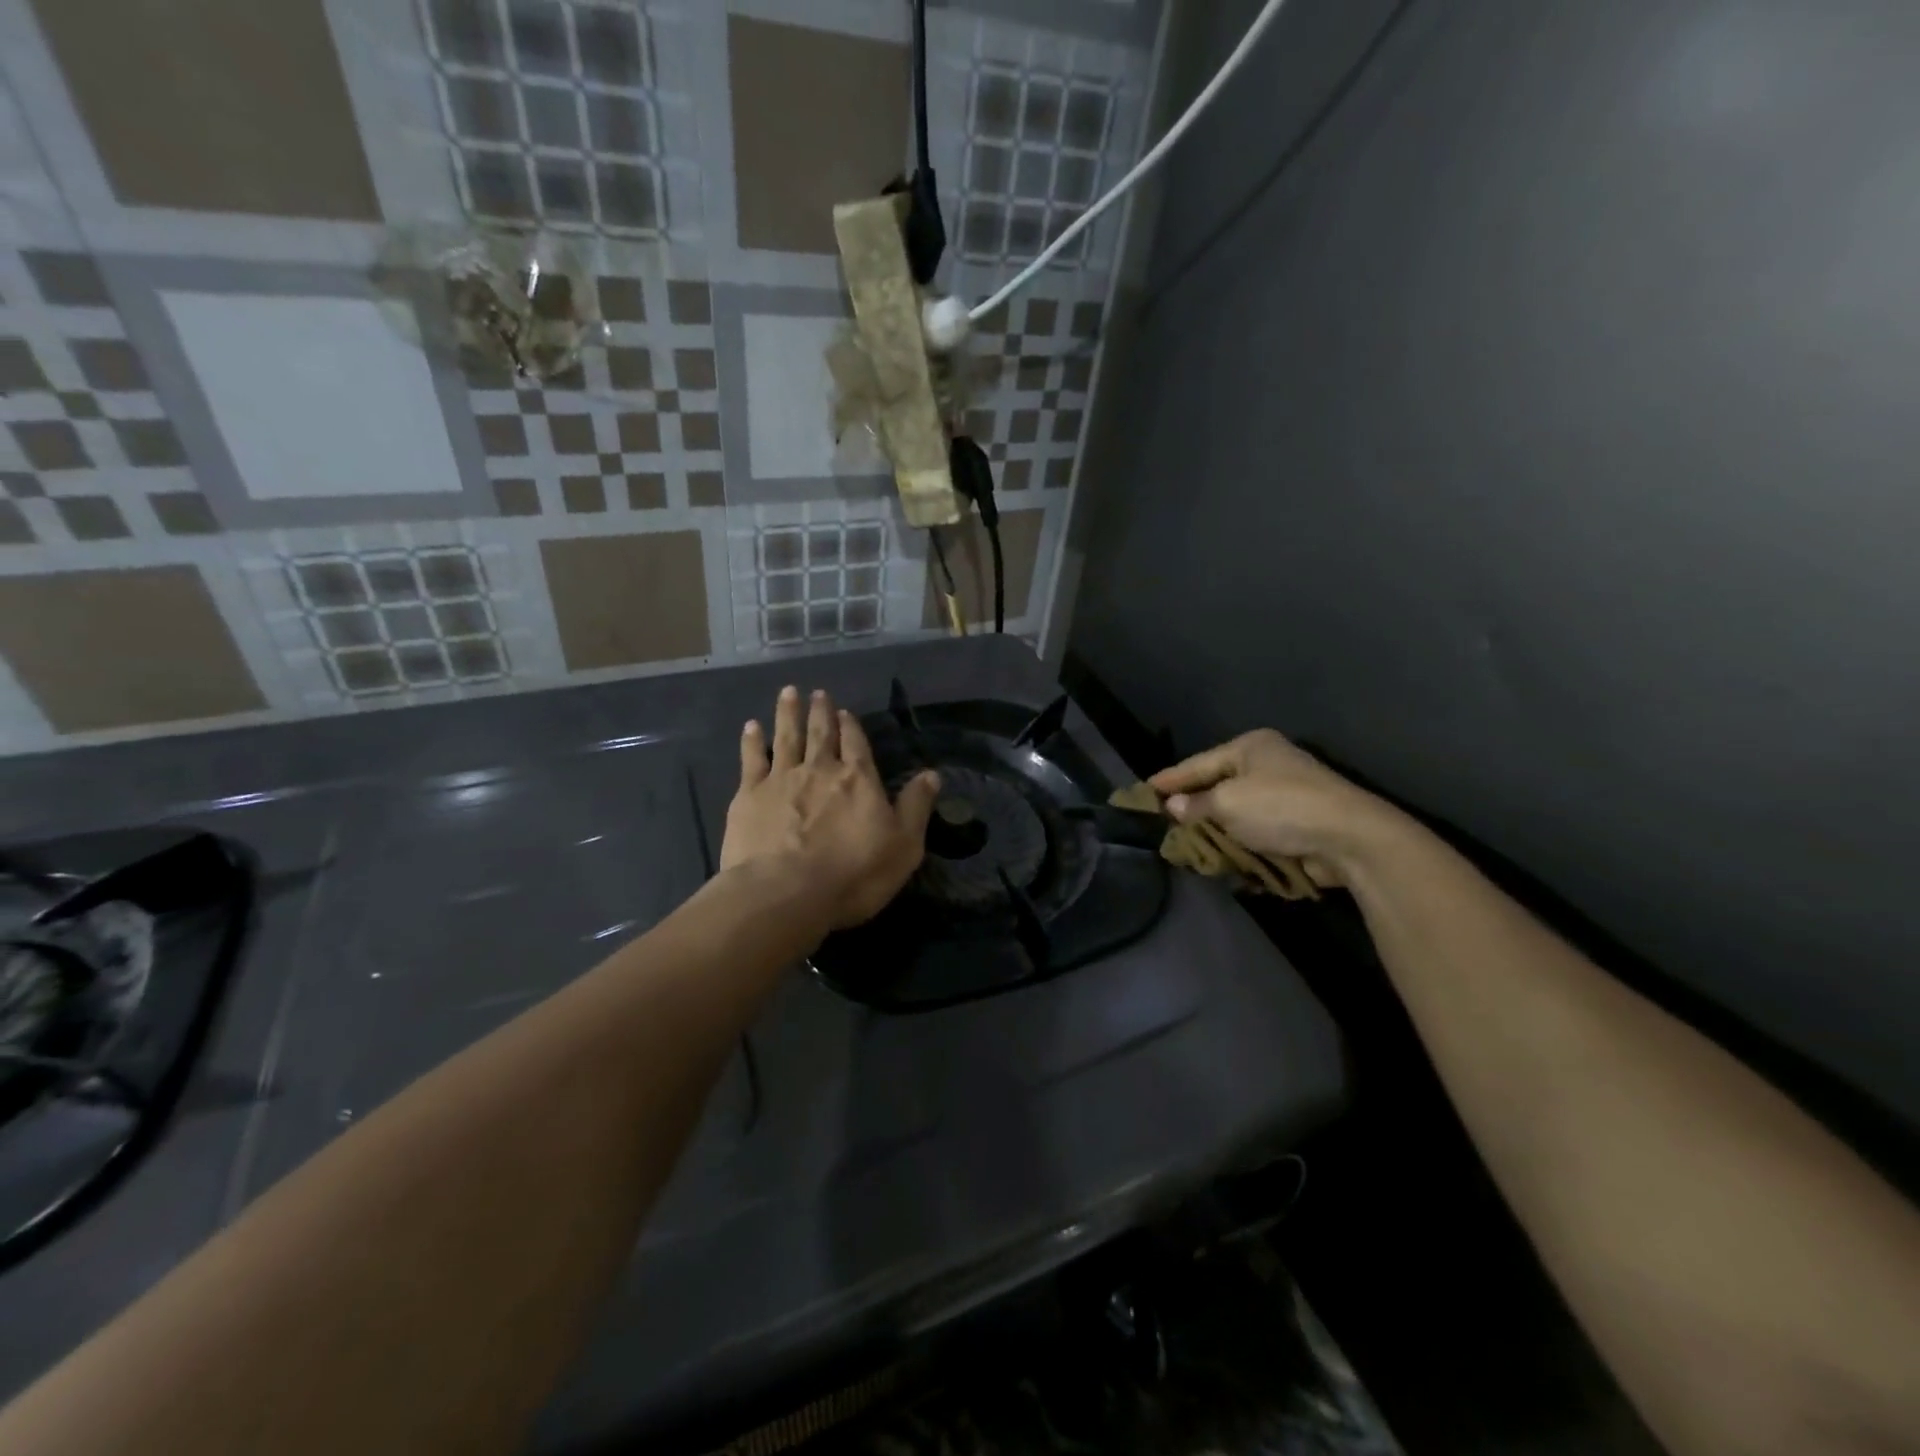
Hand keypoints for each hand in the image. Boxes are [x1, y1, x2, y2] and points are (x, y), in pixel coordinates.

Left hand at [722, 686, 940, 928]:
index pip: (856, 743)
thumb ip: (915, 807)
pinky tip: (751, 726)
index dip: (851, 726)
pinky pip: (751, 759)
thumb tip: (931, 774)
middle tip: (817, 693)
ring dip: (788, 713)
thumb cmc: (854, 874)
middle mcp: (820, 769)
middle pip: (820, 733)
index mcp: (858, 779)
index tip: (845, 711)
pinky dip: (752, 740)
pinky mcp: (749, 795)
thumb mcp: (903, 846)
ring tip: (788, 693)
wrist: (786, 893)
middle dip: (820, 712)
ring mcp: (781, 779)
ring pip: (786, 737)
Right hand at [1148, 730, 1407, 885]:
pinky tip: (1223, 863)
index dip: (1170, 779)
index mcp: (1251, 748)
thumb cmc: (1281, 807)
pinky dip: (1241, 848)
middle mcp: (1267, 766)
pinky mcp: (1296, 826)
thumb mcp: (1228, 803)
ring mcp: (1284, 797)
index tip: (1144, 791)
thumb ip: (1196, 806)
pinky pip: (1256, 835)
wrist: (1349, 838)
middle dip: (1193, 810)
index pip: (1198, 763)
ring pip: (1236, 815)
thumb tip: (1174, 808)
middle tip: (1164, 825)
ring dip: (1217, 835)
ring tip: (1189, 849)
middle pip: (1217, 788)